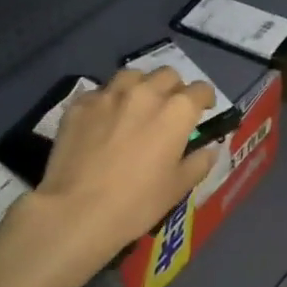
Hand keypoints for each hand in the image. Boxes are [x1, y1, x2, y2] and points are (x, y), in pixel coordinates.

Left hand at [36, 66, 217, 266]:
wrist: (77, 211)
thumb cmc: (137, 202)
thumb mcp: (178, 188)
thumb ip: (199, 162)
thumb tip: (209, 150)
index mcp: (176, 111)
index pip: (201, 90)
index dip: (205, 99)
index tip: (203, 111)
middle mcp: (145, 92)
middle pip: (167, 75)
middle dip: (174, 88)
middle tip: (170, 110)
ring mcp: (109, 95)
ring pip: (132, 76)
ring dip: (141, 86)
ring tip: (137, 106)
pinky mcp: (80, 104)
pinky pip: (100, 93)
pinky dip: (108, 101)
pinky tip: (104, 121)